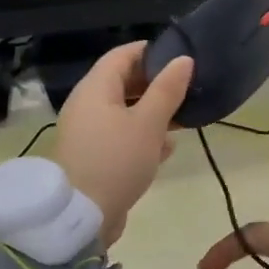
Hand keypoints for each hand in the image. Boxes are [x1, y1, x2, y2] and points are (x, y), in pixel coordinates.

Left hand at [52, 43, 192, 244]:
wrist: (81, 216)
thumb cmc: (116, 161)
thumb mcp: (148, 123)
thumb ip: (167, 90)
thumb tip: (183, 60)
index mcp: (95, 88)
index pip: (123, 55)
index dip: (151, 52)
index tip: (181, 58)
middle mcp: (87, 105)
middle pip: (123, 82)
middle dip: (155, 84)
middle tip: (187, 89)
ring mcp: (88, 132)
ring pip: (124, 111)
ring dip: (152, 112)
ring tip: (183, 118)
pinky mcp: (93, 156)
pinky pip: (120, 136)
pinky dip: (142, 136)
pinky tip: (166, 148)